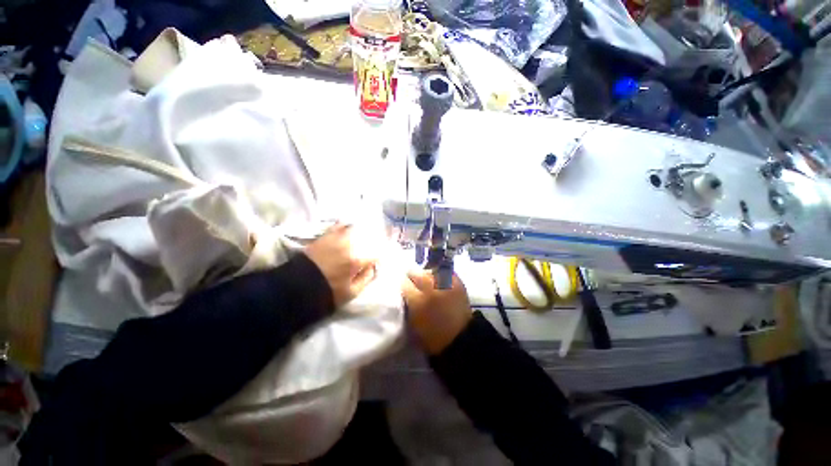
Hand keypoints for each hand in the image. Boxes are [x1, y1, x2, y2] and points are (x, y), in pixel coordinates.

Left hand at [304, 224, 377, 307]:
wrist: (298, 286)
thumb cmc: (327, 291)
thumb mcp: (351, 292)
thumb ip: (366, 279)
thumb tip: (373, 268)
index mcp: (356, 260)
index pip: (375, 254)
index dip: (379, 255)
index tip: (379, 258)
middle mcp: (348, 246)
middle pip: (366, 237)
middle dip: (373, 237)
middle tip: (376, 239)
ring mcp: (335, 239)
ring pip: (353, 228)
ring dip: (359, 230)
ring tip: (362, 232)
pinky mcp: (324, 236)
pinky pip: (337, 226)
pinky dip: (344, 225)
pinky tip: (346, 226)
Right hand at [402, 270, 472, 354]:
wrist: (460, 338)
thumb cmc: (432, 335)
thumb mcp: (413, 321)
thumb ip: (408, 302)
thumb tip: (405, 290)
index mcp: (417, 300)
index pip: (404, 283)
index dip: (404, 286)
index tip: (405, 288)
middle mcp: (430, 288)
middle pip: (416, 272)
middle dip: (413, 277)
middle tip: (414, 283)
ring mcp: (445, 283)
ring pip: (429, 271)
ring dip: (426, 275)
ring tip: (428, 282)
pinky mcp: (457, 282)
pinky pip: (444, 272)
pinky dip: (439, 275)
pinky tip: (439, 281)